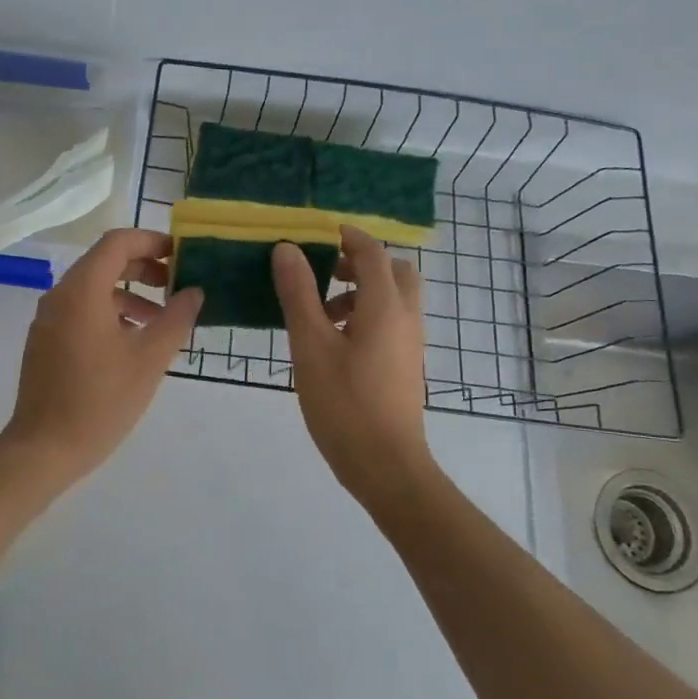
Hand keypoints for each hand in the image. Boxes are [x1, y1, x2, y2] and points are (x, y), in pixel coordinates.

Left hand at [0, 228, 202, 484]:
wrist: (44, 448)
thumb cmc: (102, 400)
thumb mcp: (150, 359)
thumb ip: (176, 318)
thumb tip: (194, 292)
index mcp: (82, 290)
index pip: (117, 242)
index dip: (151, 241)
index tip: (180, 255)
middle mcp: (60, 295)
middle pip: (104, 262)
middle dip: (143, 268)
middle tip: (176, 286)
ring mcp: (48, 319)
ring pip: (93, 289)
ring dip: (129, 294)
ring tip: (160, 321)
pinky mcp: (45, 341)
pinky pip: (80, 311)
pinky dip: (109, 313)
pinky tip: (132, 342)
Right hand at [272, 226, 432, 502]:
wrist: (386, 465)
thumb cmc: (344, 403)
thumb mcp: (310, 345)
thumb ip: (299, 294)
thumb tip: (287, 249)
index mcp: (385, 305)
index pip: (371, 251)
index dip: (346, 236)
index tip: (316, 233)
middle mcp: (406, 316)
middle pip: (394, 270)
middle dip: (360, 262)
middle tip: (324, 272)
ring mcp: (410, 342)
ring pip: (394, 297)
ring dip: (362, 290)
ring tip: (322, 313)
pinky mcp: (406, 363)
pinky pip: (392, 321)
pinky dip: (368, 314)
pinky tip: (335, 342)